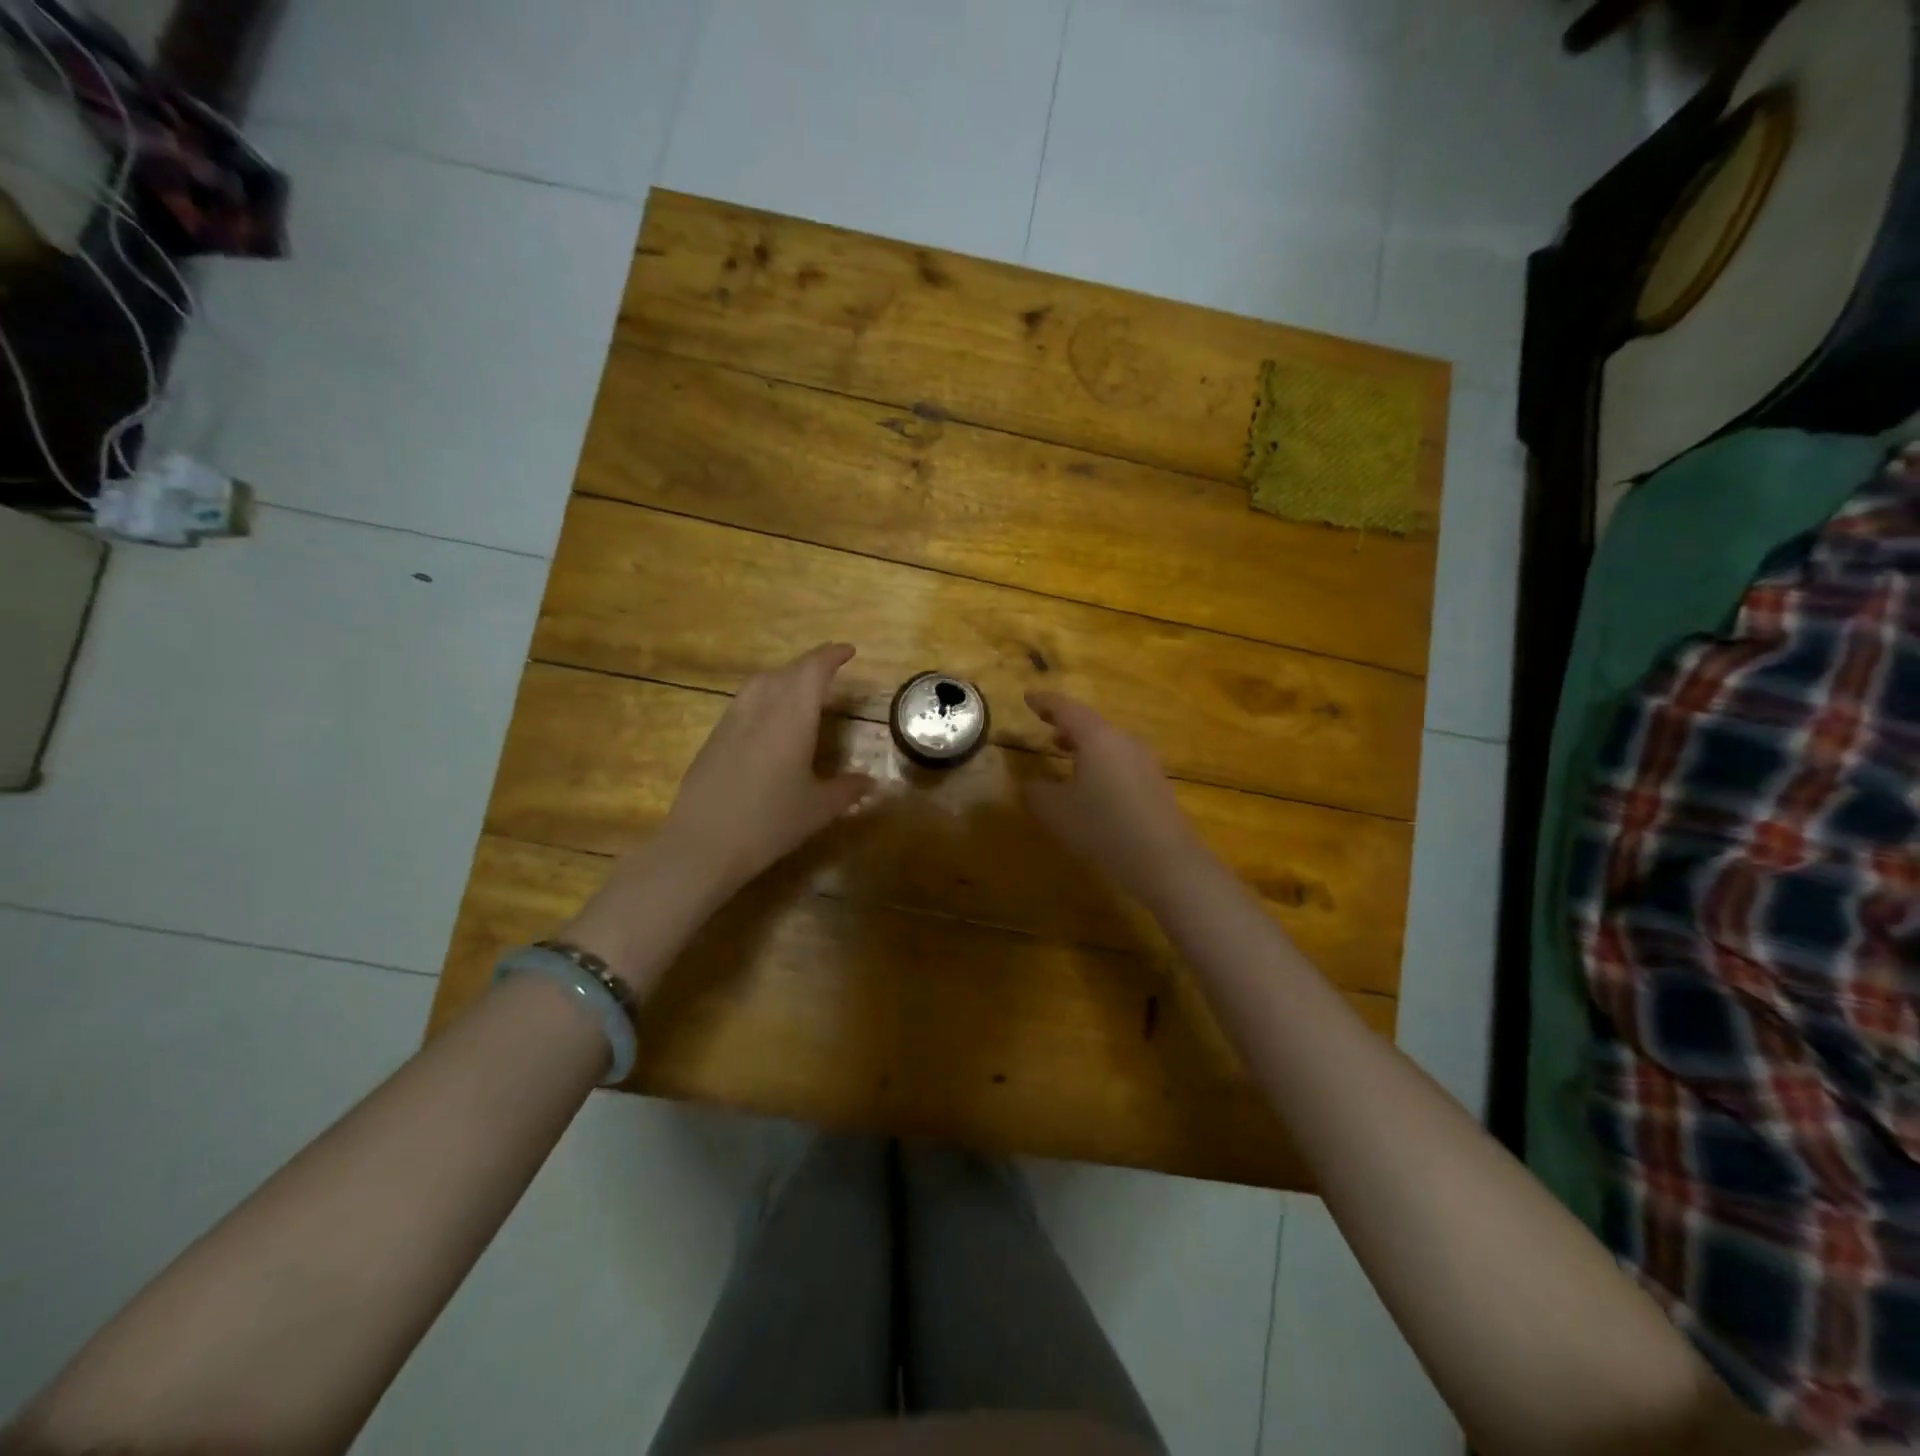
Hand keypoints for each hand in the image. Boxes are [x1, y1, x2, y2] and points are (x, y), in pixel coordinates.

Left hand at [561, 644, 872, 984]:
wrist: (702, 846)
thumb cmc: (769, 823)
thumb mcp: (818, 809)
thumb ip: (847, 790)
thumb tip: (869, 782)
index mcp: (791, 718)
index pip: (812, 671)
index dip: (831, 656)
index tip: (848, 651)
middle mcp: (760, 709)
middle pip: (786, 672)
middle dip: (810, 664)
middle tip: (830, 668)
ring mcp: (731, 722)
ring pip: (760, 683)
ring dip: (784, 677)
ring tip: (801, 688)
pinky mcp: (713, 739)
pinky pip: (744, 702)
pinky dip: (764, 696)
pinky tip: (769, 719)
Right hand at [1021, 690, 1209, 905]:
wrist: (1164, 860)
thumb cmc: (1102, 826)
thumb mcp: (1054, 811)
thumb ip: (1035, 792)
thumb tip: (1030, 784)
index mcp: (1098, 738)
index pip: (1067, 709)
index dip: (1045, 702)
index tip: (1028, 697)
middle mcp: (1124, 742)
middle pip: (1092, 724)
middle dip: (1067, 726)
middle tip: (1047, 729)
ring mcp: (1146, 763)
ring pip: (1109, 744)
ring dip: (1086, 746)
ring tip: (1066, 756)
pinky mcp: (1156, 786)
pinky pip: (1122, 764)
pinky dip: (1101, 765)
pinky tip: (1094, 786)